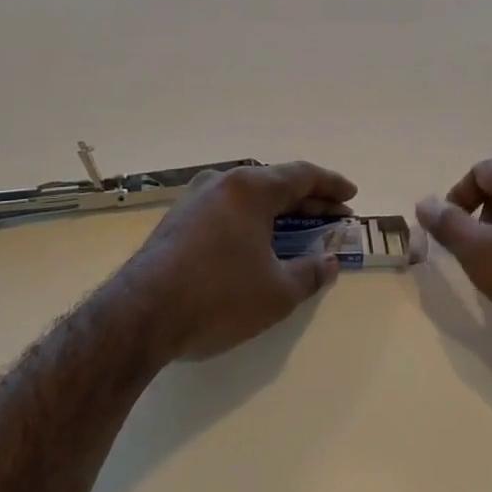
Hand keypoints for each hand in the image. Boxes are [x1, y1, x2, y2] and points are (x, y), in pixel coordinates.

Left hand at [124, 161, 357, 362]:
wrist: (139, 316)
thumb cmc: (218, 297)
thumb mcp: (277, 292)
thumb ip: (311, 273)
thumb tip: (330, 263)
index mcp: (249, 188)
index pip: (302, 176)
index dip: (331, 186)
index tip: (351, 196)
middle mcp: (221, 183)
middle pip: (274, 184)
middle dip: (308, 202)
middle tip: (335, 218)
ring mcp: (194, 200)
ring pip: (248, 198)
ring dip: (278, 213)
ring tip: (300, 232)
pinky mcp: (176, 221)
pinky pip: (226, 211)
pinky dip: (251, 222)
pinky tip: (258, 244)